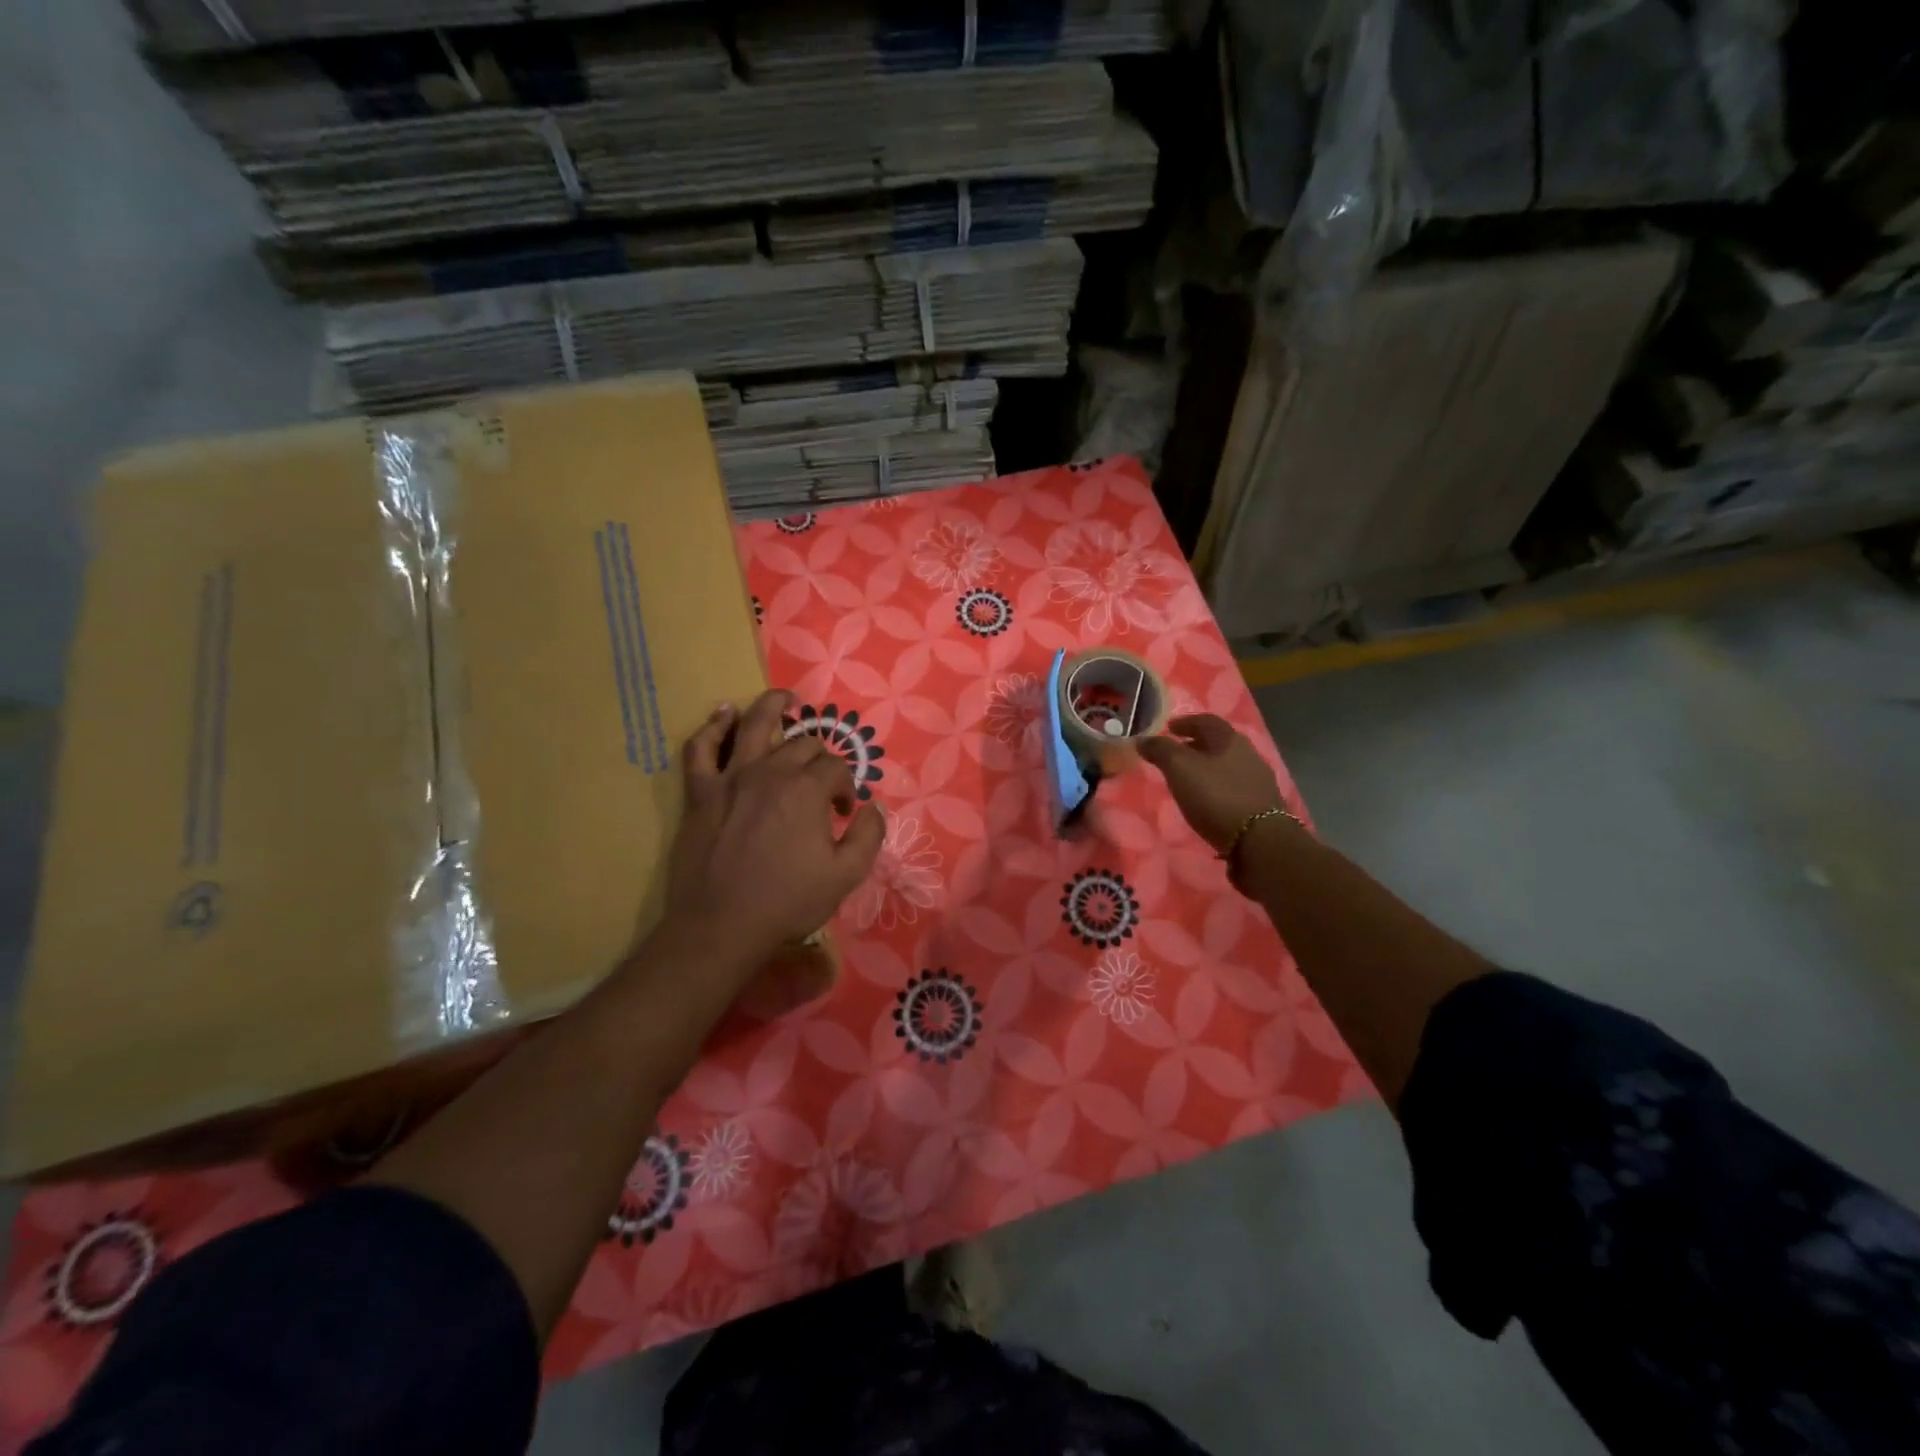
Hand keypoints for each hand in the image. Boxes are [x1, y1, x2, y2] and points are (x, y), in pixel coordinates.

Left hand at [664, 690, 884, 969]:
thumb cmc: (787, 902)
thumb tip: (874, 806)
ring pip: (754, 725)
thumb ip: (868, 835)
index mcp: (807, 790)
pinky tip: (724, 713)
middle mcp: (770, 772)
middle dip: (820, 756)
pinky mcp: (700, 792)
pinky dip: (714, 727)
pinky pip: (702, 748)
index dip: (847, 786)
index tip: (845, 812)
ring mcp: (731, 777)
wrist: (720, 927)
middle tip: (821, 779)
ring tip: (786, 698)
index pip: (837, 768)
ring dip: (773, 705)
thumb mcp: (846, 875)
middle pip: (803, 744)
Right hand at [1138, 714, 1282, 852]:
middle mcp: (1249, 755)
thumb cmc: (1216, 796)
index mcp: (1230, 740)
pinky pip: (1235, 787)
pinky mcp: (1263, 806)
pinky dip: (1218, 787)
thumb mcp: (1180, 769)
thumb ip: (1160, 750)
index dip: (1186, 722)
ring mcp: (1259, 781)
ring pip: (1228, 766)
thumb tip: (1143, 738)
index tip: (1169, 728)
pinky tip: (1208, 801)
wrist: (1260, 841)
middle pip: (1219, 743)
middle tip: (1176, 753)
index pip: (1206, 721)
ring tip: (1189, 779)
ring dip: (1208, 768)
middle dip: (1196, 745)